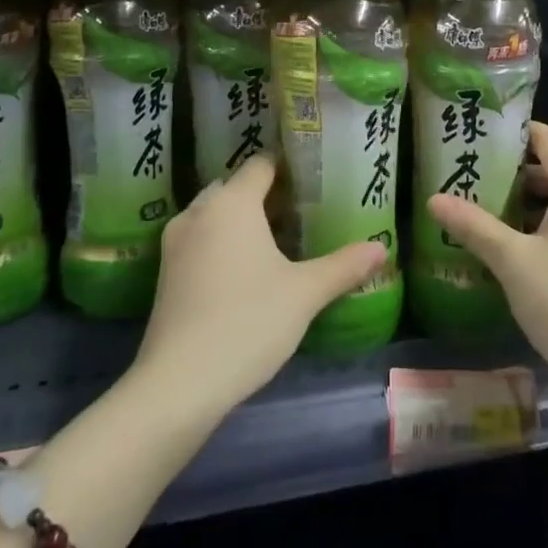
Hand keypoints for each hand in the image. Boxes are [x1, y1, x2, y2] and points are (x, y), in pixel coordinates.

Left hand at [134, 153, 385, 415]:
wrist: (179, 383)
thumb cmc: (248, 322)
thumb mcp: (304, 293)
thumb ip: (343, 266)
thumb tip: (381, 248)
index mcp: (232, 203)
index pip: (260, 164)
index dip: (288, 166)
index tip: (314, 179)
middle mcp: (199, 211)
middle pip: (235, 187)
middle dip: (266, 194)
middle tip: (302, 212)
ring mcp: (176, 242)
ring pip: (214, 214)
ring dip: (241, 219)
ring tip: (277, 241)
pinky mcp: (165, 272)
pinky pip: (200, 239)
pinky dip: (221, 242)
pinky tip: (245, 271)